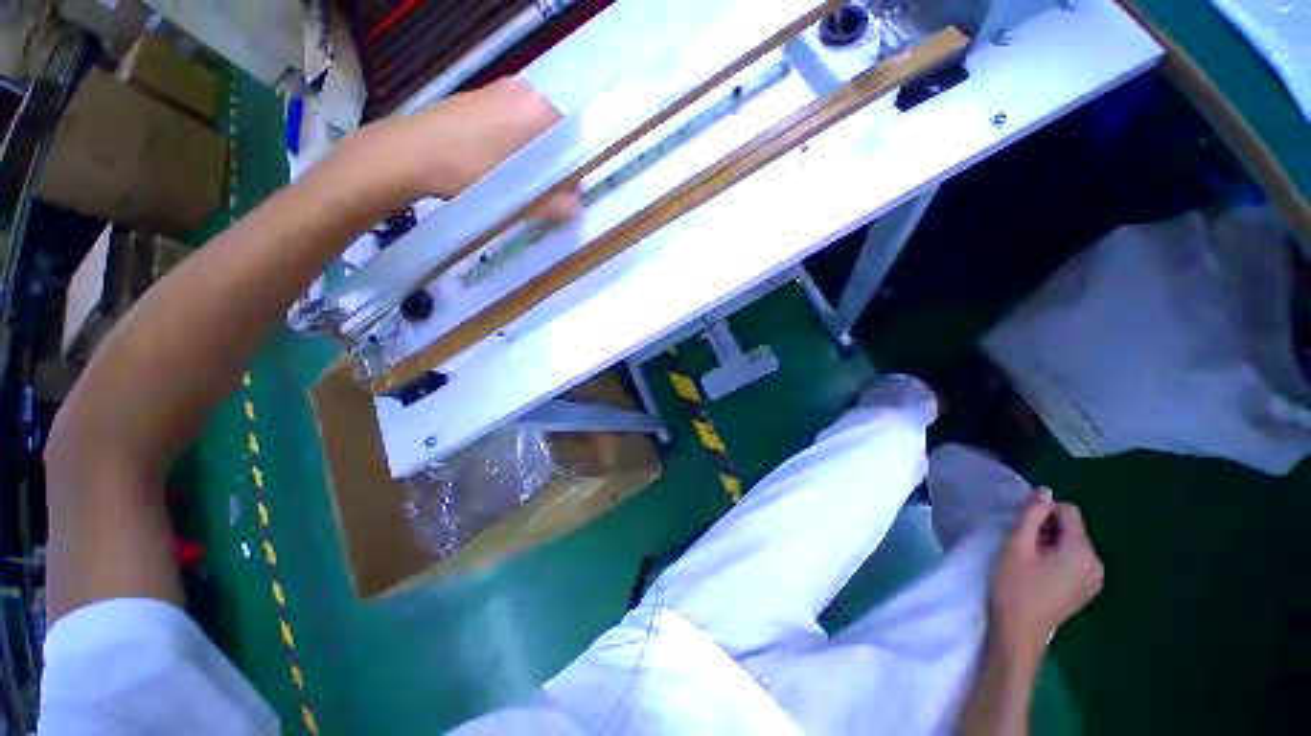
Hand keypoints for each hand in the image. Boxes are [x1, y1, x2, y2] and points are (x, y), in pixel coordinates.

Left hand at [340, 78, 579, 218]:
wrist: (410, 153)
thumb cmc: (471, 173)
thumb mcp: (521, 198)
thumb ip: (556, 204)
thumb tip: (576, 207)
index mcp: (542, 112)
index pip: (574, 147)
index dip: (571, 176)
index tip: (560, 197)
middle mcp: (527, 92)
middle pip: (554, 137)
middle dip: (551, 165)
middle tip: (537, 191)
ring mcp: (501, 89)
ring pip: (532, 130)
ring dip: (532, 156)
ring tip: (514, 179)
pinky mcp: (481, 94)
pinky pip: (511, 122)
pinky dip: (513, 144)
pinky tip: (496, 163)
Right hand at [989, 489, 1102, 661]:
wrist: (1019, 632)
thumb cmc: (1015, 586)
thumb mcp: (1017, 546)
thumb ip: (1031, 515)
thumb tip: (1045, 490)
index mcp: (1083, 552)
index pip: (1069, 512)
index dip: (1043, 511)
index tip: (1021, 525)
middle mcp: (1096, 564)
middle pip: (1073, 529)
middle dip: (1046, 528)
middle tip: (1020, 543)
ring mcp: (1094, 580)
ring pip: (1073, 545)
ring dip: (1050, 543)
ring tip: (1027, 558)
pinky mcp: (1086, 590)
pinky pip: (1075, 561)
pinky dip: (1057, 558)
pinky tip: (1038, 572)